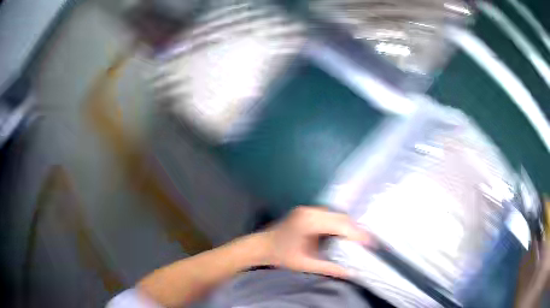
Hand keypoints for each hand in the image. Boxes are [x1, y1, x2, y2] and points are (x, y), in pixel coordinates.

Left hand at [259, 206, 371, 277]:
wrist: (262, 246)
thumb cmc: (282, 256)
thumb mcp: (306, 265)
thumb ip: (329, 268)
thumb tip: (351, 273)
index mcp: (309, 223)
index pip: (340, 225)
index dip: (357, 234)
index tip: (370, 243)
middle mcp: (310, 211)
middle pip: (340, 217)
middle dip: (355, 229)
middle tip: (366, 242)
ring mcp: (307, 209)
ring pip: (336, 214)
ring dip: (348, 225)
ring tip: (357, 239)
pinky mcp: (307, 211)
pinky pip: (329, 215)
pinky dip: (338, 223)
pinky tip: (342, 233)